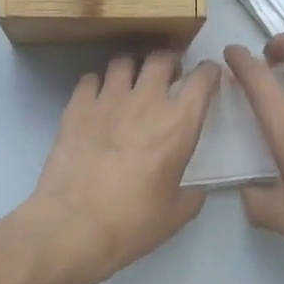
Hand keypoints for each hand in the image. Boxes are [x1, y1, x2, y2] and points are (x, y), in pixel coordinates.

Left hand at [19, 51, 220, 283]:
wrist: (74, 225)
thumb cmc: (132, 222)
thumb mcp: (174, 216)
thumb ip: (191, 197)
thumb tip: (196, 192)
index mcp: (179, 124)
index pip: (202, 79)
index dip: (208, 71)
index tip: (208, 74)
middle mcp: (146, 101)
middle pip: (161, 59)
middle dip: (169, 61)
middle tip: (168, 74)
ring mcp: (108, 99)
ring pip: (123, 62)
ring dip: (132, 67)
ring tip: (130, 80)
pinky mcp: (77, 107)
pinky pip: (89, 79)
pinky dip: (96, 84)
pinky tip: (96, 98)